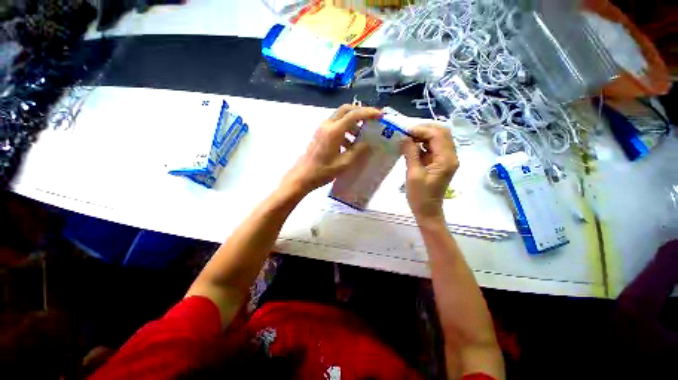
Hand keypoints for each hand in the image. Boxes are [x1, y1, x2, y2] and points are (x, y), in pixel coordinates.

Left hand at [281, 104, 381, 194]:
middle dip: (360, 112)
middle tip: (372, 120)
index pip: (354, 115)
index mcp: (334, 131)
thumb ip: (358, 152)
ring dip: (353, 123)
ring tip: (362, 136)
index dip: (368, 113)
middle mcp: (327, 125)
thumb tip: (368, 144)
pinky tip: (350, 145)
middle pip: (346, 110)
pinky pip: (336, 126)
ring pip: (341, 118)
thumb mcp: (344, 163)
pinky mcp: (320, 134)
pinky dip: (345, 130)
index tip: (380, 115)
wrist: (303, 175)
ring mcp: (322, 129)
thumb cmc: (323, 171)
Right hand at [401, 125, 458, 221]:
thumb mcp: (413, 174)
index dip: (421, 130)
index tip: (404, 131)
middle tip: (406, 133)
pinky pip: (433, 147)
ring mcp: (446, 159)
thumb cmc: (419, 196)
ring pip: (437, 139)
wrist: (427, 211)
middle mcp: (450, 156)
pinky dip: (422, 144)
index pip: (438, 135)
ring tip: (406, 138)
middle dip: (423, 130)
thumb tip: (404, 137)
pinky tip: (411, 146)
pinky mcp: (440, 163)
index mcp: (446, 159)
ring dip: (423, 136)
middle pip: (441, 133)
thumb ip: (410, 153)